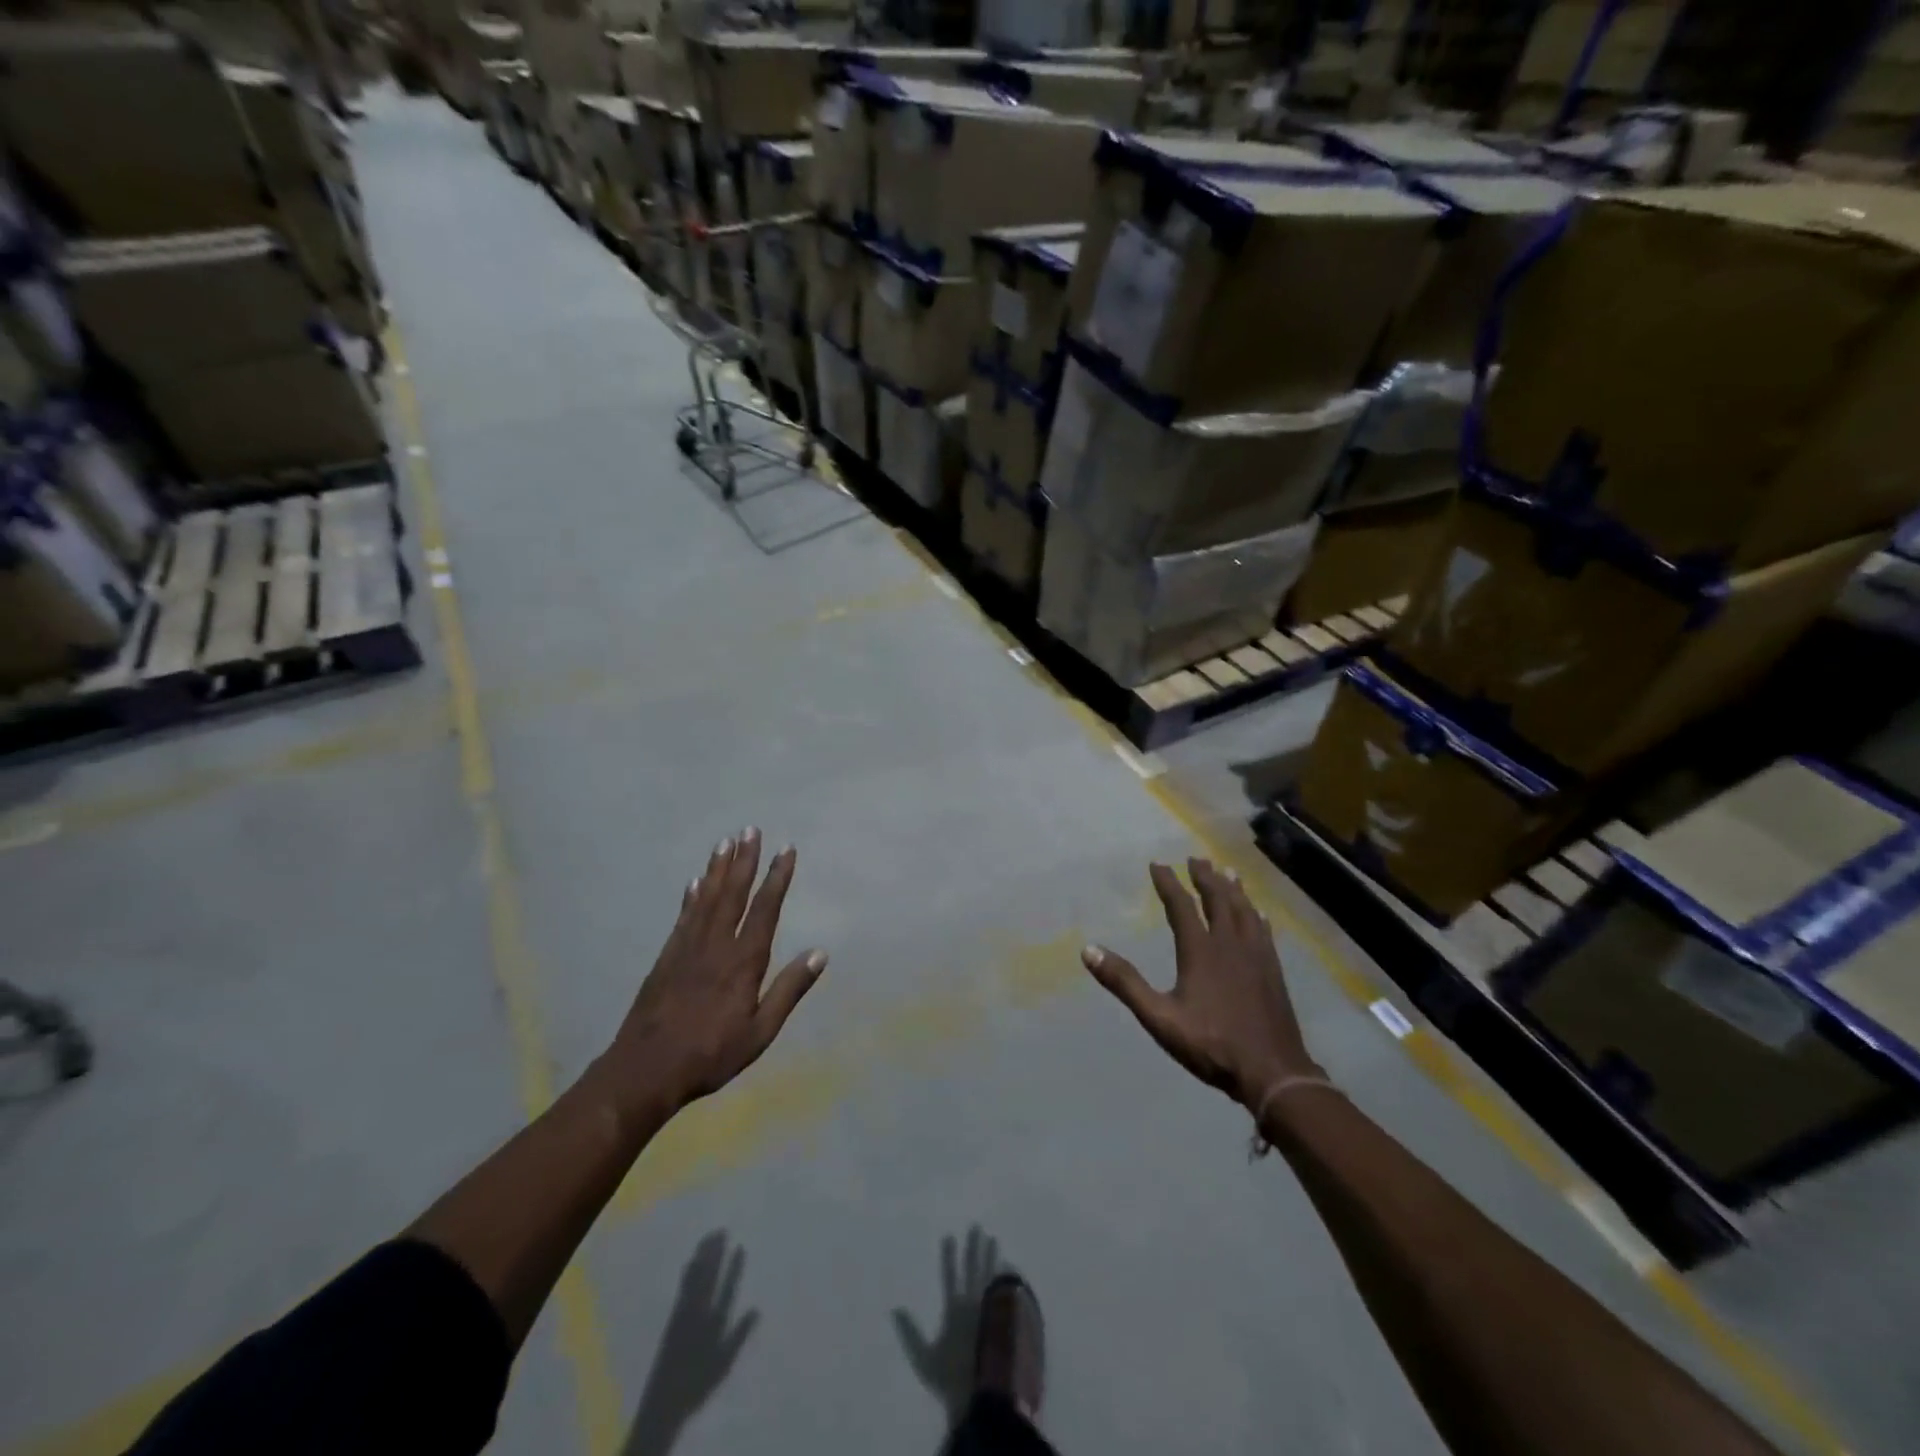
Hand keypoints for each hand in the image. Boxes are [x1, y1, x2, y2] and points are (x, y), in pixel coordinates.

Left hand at [598, 829, 825, 1117]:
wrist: (645, 1070)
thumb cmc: (710, 1054)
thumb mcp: (760, 1031)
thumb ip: (789, 990)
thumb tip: (820, 953)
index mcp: (743, 962)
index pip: (765, 910)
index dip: (777, 878)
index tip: (786, 849)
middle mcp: (716, 945)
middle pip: (733, 894)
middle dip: (745, 860)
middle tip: (751, 829)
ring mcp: (687, 948)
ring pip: (707, 898)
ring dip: (718, 869)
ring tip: (725, 842)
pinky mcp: (666, 957)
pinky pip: (683, 917)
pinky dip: (692, 896)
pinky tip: (695, 881)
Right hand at [892, 1226, 1002, 1420]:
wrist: (981, 1396)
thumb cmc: (950, 1379)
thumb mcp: (924, 1359)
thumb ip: (911, 1334)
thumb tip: (895, 1309)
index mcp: (954, 1310)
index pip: (950, 1276)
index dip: (949, 1256)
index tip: (950, 1236)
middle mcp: (973, 1304)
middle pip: (973, 1269)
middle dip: (974, 1247)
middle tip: (977, 1227)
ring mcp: (990, 1311)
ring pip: (991, 1276)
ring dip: (991, 1257)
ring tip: (994, 1239)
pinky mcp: (1003, 1321)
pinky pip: (1005, 1293)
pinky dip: (1005, 1279)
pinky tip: (1009, 1269)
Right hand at [1083, 859, 1319, 1108]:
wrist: (1274, 1072)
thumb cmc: (1212, 1045)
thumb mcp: (1159, 1018)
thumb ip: (1125, 983)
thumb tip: (1089, 950)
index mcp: (1200, 951)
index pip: (1182, 907)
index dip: (1169, 883)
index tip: (1158, 864)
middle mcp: (1229, 944)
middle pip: (1218, 900)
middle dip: (1205, 877)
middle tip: (1197, 858)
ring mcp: (1256, 957)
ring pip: (1244, 911)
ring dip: (1233, 889)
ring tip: (1228, 871)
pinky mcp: (1273, 971)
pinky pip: (1264, 932)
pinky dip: (1257, 915)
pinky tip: (1259, 913)